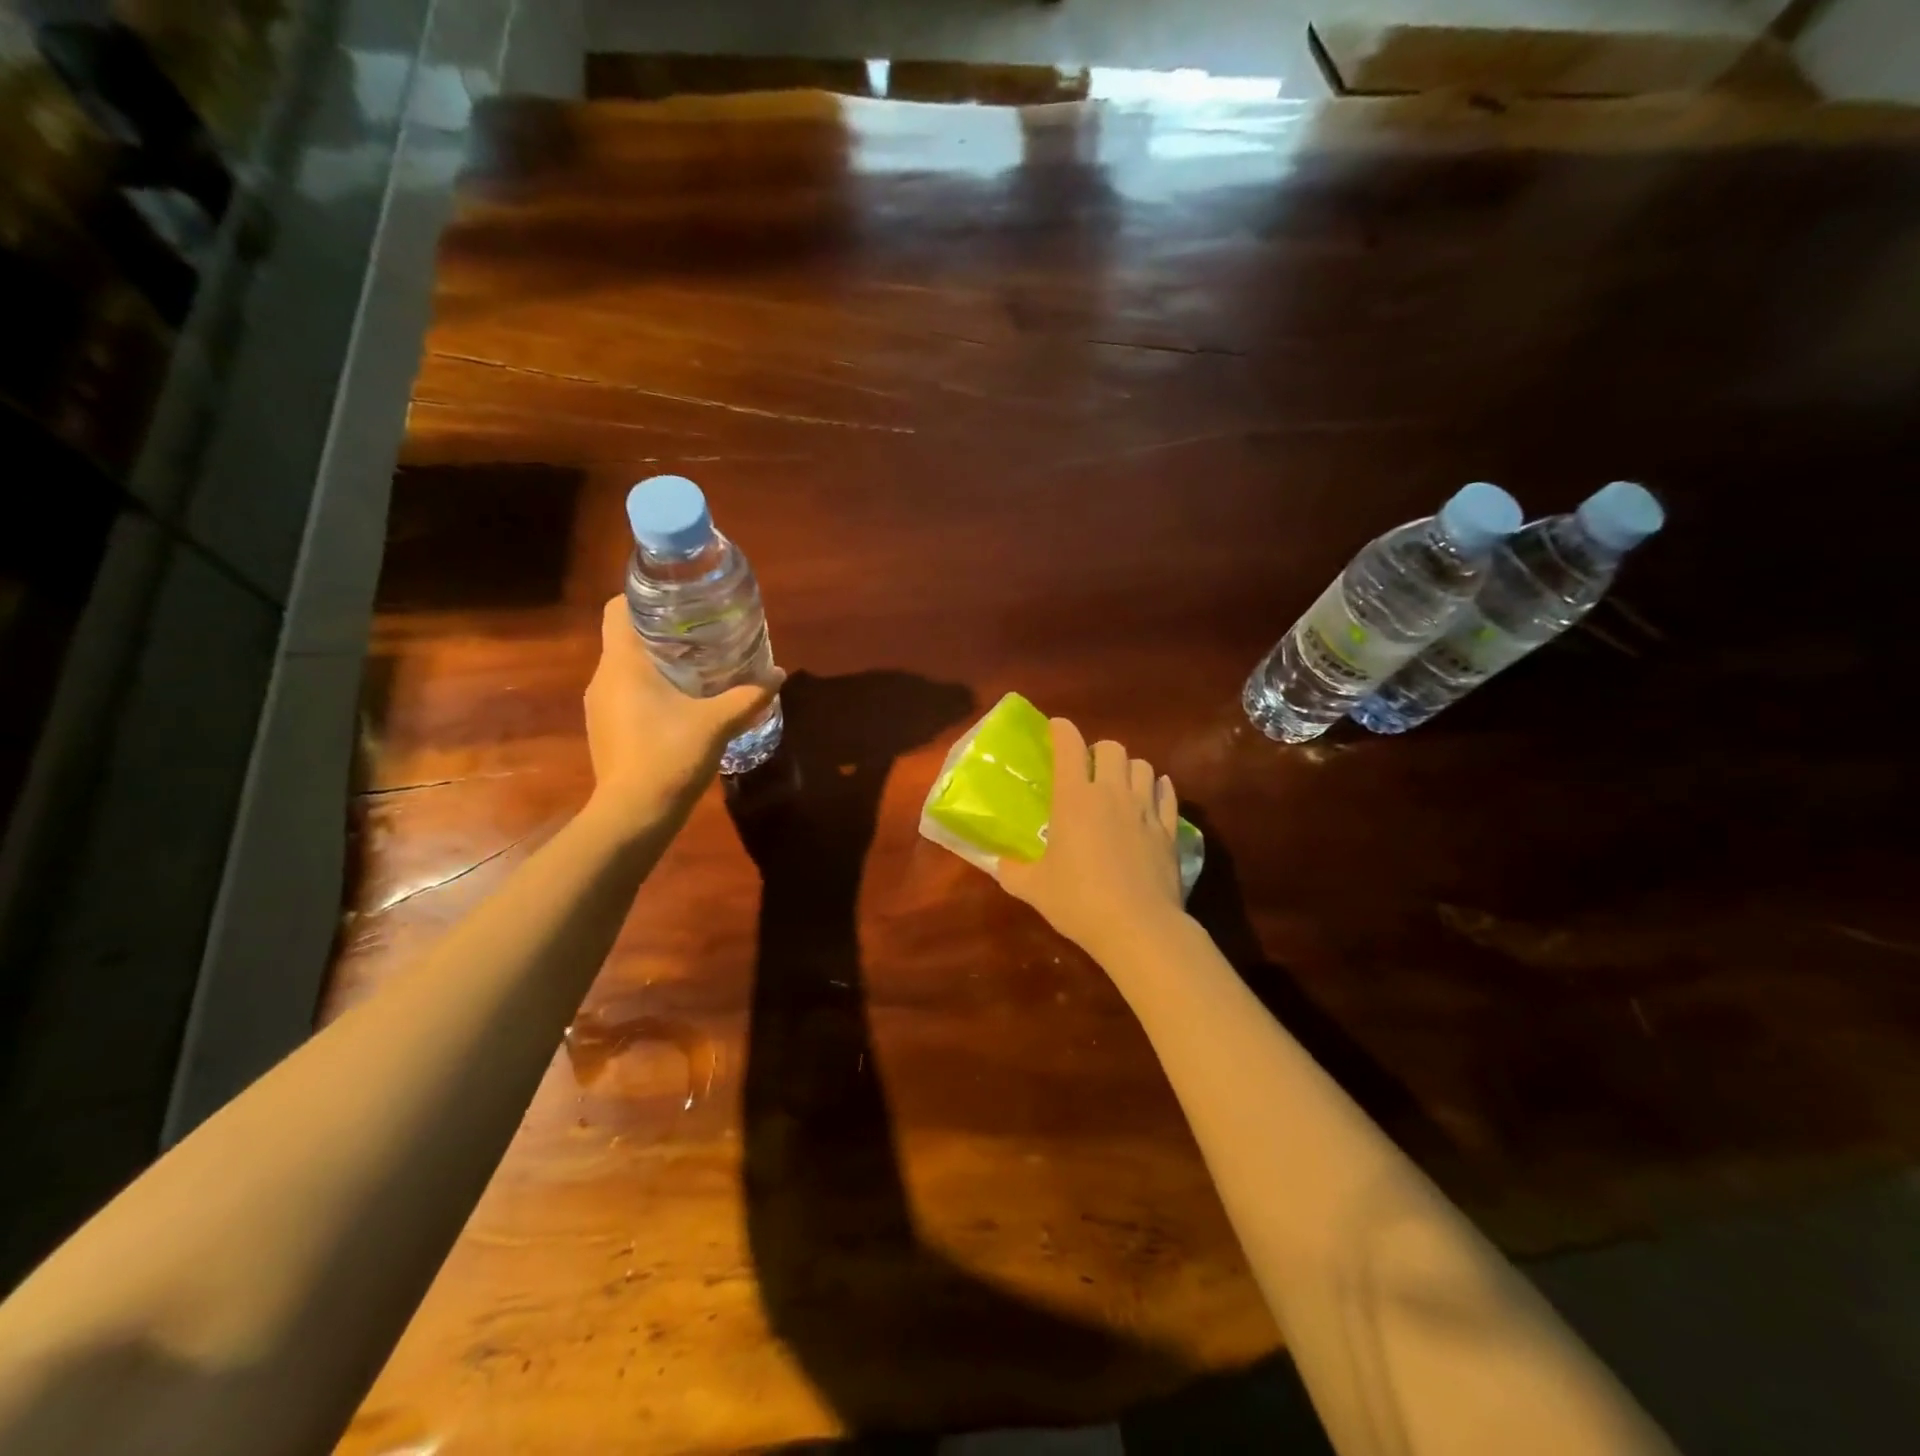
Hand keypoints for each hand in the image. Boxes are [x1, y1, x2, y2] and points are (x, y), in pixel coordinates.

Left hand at [583, 597, 782, 825]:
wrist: (635, 814)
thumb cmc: (670, 755)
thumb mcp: (717, 723)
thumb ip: (749, 696)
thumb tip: (779, 674)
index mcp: (623, 663)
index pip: (618, 609)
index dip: (643, 598)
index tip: (678, 601)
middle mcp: (604, 678)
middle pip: (626, 638)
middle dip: (662, 632)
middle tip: (702, 634)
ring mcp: (601, 706)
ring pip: (627, 669)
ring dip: (657, 665)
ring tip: (697, 668)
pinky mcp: (606, 730)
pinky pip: (627, 695)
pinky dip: (651, 691)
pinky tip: (682, 705)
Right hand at [996, 717, 1186, 963]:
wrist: (1138, 928)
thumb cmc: (1079, 902)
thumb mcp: (1033, 888)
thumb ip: (1011, 870)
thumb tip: (998, 862)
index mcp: (1075, 798)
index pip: (1070, 745)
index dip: (1061, 730)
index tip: (1055, 730)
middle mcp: (1112, 793)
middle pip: (1112, 747)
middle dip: (1098, 751)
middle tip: (1088, 771)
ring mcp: (1145, 809)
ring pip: (1143, 766)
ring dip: (1129, 769)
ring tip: (1120, 786)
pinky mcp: (1170, 829)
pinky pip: (1167, 793)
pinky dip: (1158, 790)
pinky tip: (1150, 801)